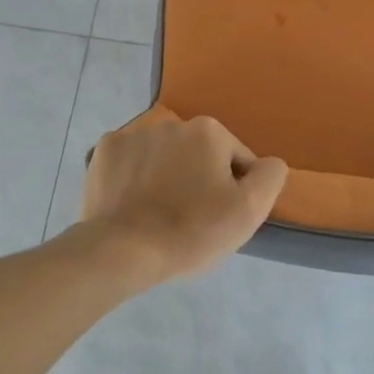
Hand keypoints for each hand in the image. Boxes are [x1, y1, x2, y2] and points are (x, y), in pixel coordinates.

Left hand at [80, 116, 287, 286]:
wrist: (122, 250)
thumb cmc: (192, 230)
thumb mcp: (249, 210)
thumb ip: (270, 176)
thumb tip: (268, 163)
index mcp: (209, 131)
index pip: (238, 160)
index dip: (236, 190)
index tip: (221, 218)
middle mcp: (171, 123)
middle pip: (200, 155)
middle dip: (200, 179)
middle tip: (193, 219)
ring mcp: (133, 135)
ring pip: (165, 157)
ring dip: (168, 176)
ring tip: (160, 214)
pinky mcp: (104, 152)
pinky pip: (132, 163)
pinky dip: (136, 178)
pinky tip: (134, 204)